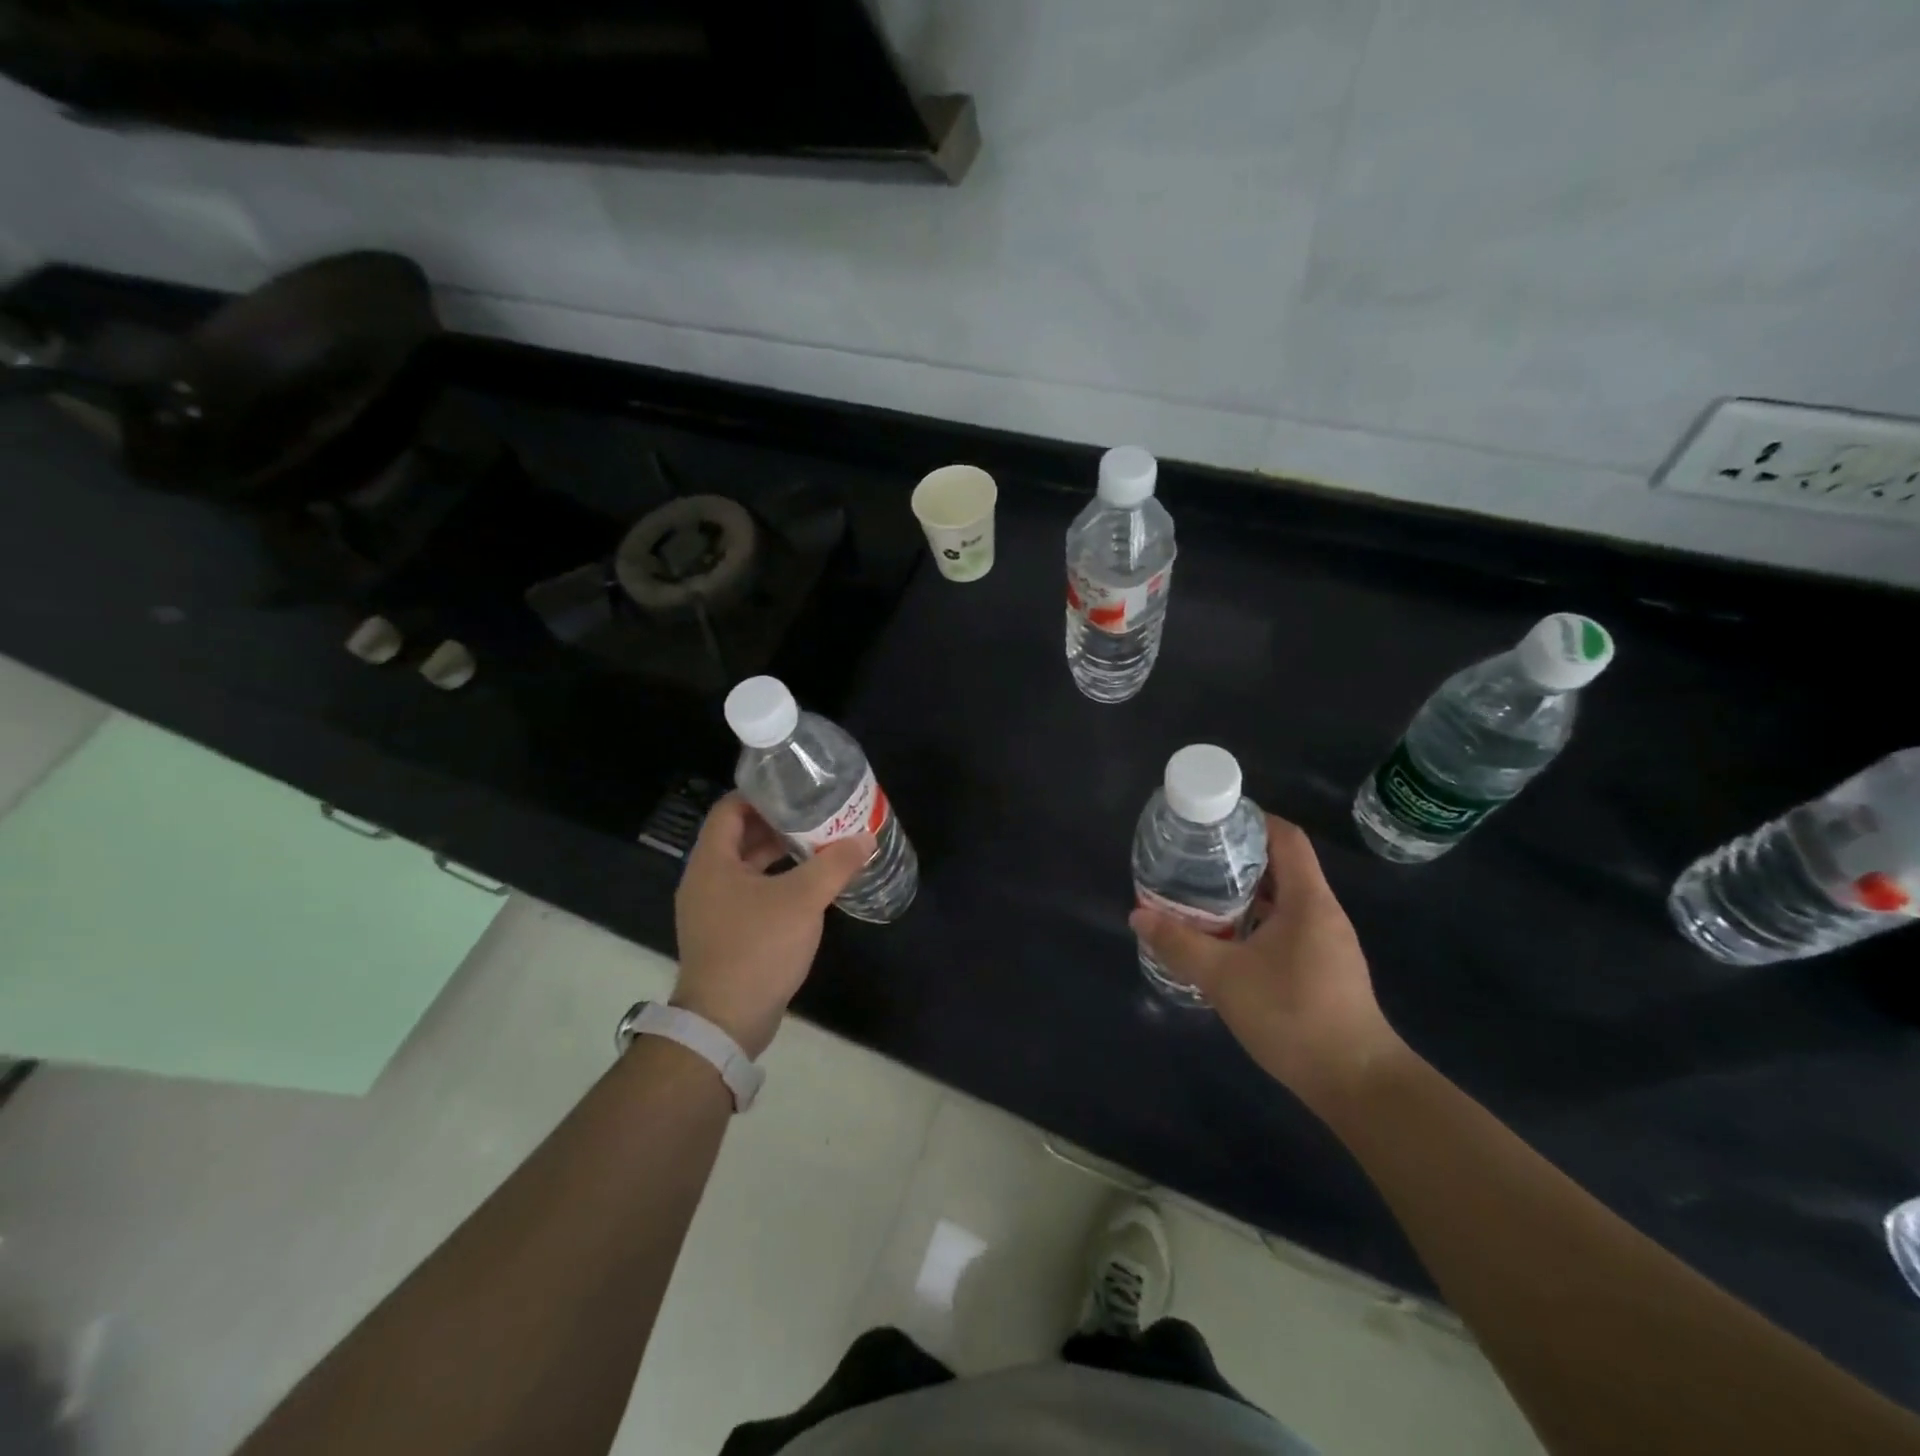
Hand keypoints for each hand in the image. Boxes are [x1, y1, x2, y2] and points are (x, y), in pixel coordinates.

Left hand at [671, 793, 875, 1059]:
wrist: (725, 1021)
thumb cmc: (757, 948)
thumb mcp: (802, 900)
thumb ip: (835, 864)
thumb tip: (865, 839)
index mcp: (712, 861)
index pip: (729, 809)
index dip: (761, 795)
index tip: (796, 790)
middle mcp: (705, 880)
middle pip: (739, 836)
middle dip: (777, 824)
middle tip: (816, 815)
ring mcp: (713, 909)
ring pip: (746, 867)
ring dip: (779, 855)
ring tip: (818, 845)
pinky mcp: (725, 933)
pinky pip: (750, 893)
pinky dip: (776, 882)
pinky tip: (808, 886)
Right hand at [1129, 814, 1405, 1116]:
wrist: (1358, 1083)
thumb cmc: (1293, 1015)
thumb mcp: (1223, 977)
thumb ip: (1178, 944)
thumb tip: (1137, 915)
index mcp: (1307, 899)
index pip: (1286, 836)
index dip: (1252, 820)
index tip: (1212, 822)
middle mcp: (1322, 911)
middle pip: (1282, 864)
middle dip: (1238, 856)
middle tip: (1194, 859)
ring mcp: (1328, 941)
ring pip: (1284, 898)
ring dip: (1246, 892)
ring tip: (1202, 894)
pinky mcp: (1326, 967)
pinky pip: (1289, 925)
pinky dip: (1257, 919)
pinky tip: (1228, 939)